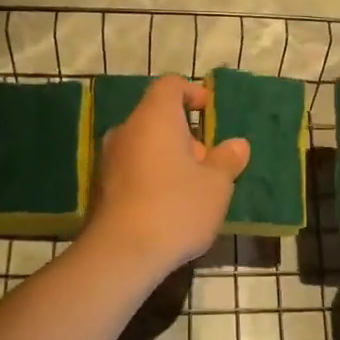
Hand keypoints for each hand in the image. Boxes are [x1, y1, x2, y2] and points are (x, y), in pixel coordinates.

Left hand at [81, 76, 249, 276]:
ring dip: (169, 159)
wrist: (122, 253)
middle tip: (208, 163)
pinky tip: (169, 207)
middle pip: (157, 118)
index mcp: (154, 118)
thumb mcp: (216, 185)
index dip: (193, 93)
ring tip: (192, 189)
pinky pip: (133, 169)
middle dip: (186, 135)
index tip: (210, 112)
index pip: (170, 85)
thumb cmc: (177, 207)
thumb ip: (228, 159)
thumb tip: (237, 145)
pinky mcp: (102, 188)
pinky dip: (153, 177)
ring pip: (145, 146)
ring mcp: (109, 160)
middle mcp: (126, 130)